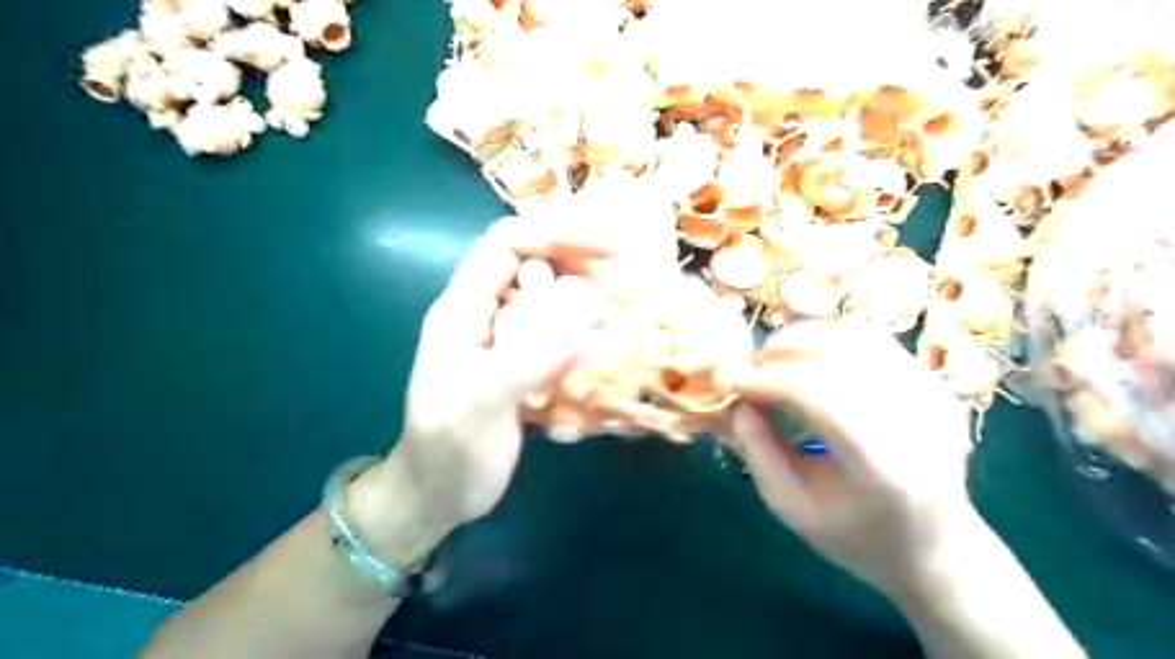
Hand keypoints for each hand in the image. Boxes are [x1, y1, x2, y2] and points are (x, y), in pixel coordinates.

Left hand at [347, 217, 623, 566]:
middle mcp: (486, 314)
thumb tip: (587, 321)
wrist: (437, 496)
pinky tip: (606, 351)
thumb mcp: (479, 405)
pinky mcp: (523, 365)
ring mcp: (505, 340)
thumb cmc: (448, 451)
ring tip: (619, 319)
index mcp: (463, 309)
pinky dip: (585, 335)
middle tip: (622, 286)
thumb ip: (526, 359)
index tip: (610, 251)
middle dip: (579, 267)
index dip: (556, 235)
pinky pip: (559, 335)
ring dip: (586, 303)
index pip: (507, 244)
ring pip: (551, 300)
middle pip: (535, 265)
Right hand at [727, 322, 983, 598]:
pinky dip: (833, 340)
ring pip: (859, 340)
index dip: (765, 380)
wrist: (938, 549)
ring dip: (806, 338)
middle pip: (839, 358)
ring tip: (771, 353)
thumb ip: (759, 453)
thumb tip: (737, 403)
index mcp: (881, 465)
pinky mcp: (935, 387)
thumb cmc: (859, 539)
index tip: (725, 378)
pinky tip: (806, 354)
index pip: (817, 395)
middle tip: (746, 364)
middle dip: (781, 353)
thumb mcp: (793, 509)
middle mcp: (915, 421)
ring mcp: (932, 399)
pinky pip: (875, 344)